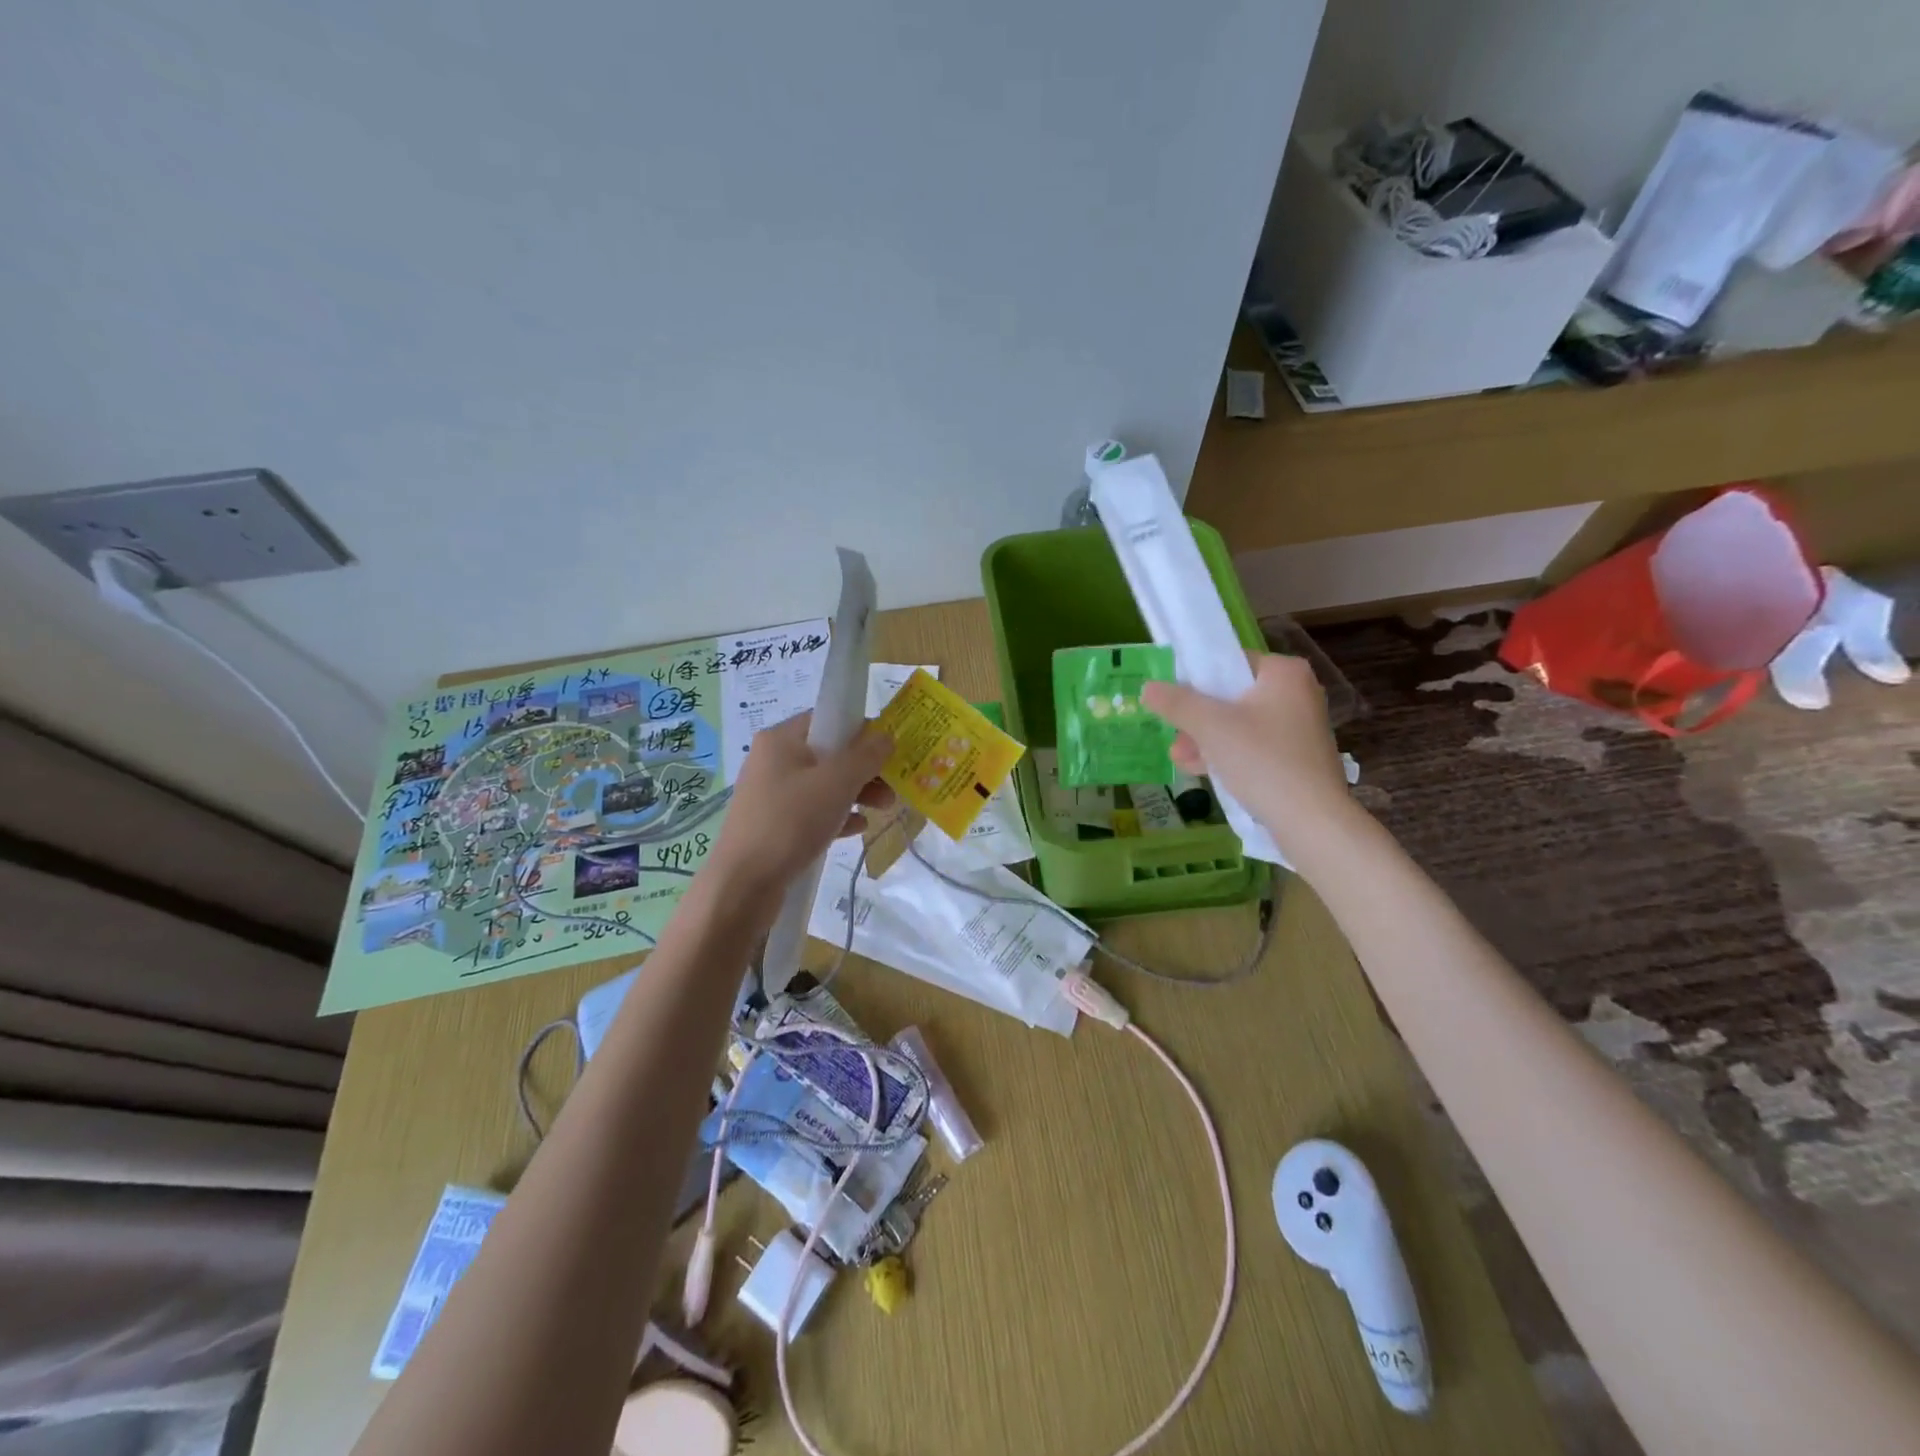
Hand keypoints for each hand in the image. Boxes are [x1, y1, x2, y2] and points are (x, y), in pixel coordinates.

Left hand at [708, 712, 894, 895]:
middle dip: (864, 769)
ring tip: (883, 809)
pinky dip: (837, 815)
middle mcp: (773, 761)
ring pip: (824, 785)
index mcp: (781, 740)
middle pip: (829, 753)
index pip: (828, 719)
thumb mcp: (836, 783)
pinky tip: (857, 829)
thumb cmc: (790, 822)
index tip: (888, 751)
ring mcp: (771, 794)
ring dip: (856, 793)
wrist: (743, 885)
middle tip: (892, 787)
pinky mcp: (774, 824)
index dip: (861, 731)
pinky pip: (813, 811)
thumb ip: (865, 756)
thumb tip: (886, 736)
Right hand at [1141, 654, 1358, 863]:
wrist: (1311, 820)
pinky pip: (1253, 746)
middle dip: (1197, 719)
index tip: (1173, 701)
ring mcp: (1299, 727)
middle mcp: (1297, 693)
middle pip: (1231, 696)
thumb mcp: (1210, 726)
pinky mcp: (1296, 757)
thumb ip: (1176, 703)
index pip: (1230, 661)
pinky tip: (1202, 771)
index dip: (1196, 679)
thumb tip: (1148, 687)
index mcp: (1283, 673)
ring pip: (1239, 724)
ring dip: (1205, 740)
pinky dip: (1227, 754)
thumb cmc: (1262, 760)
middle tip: (1174, 736)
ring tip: (1180, 759)